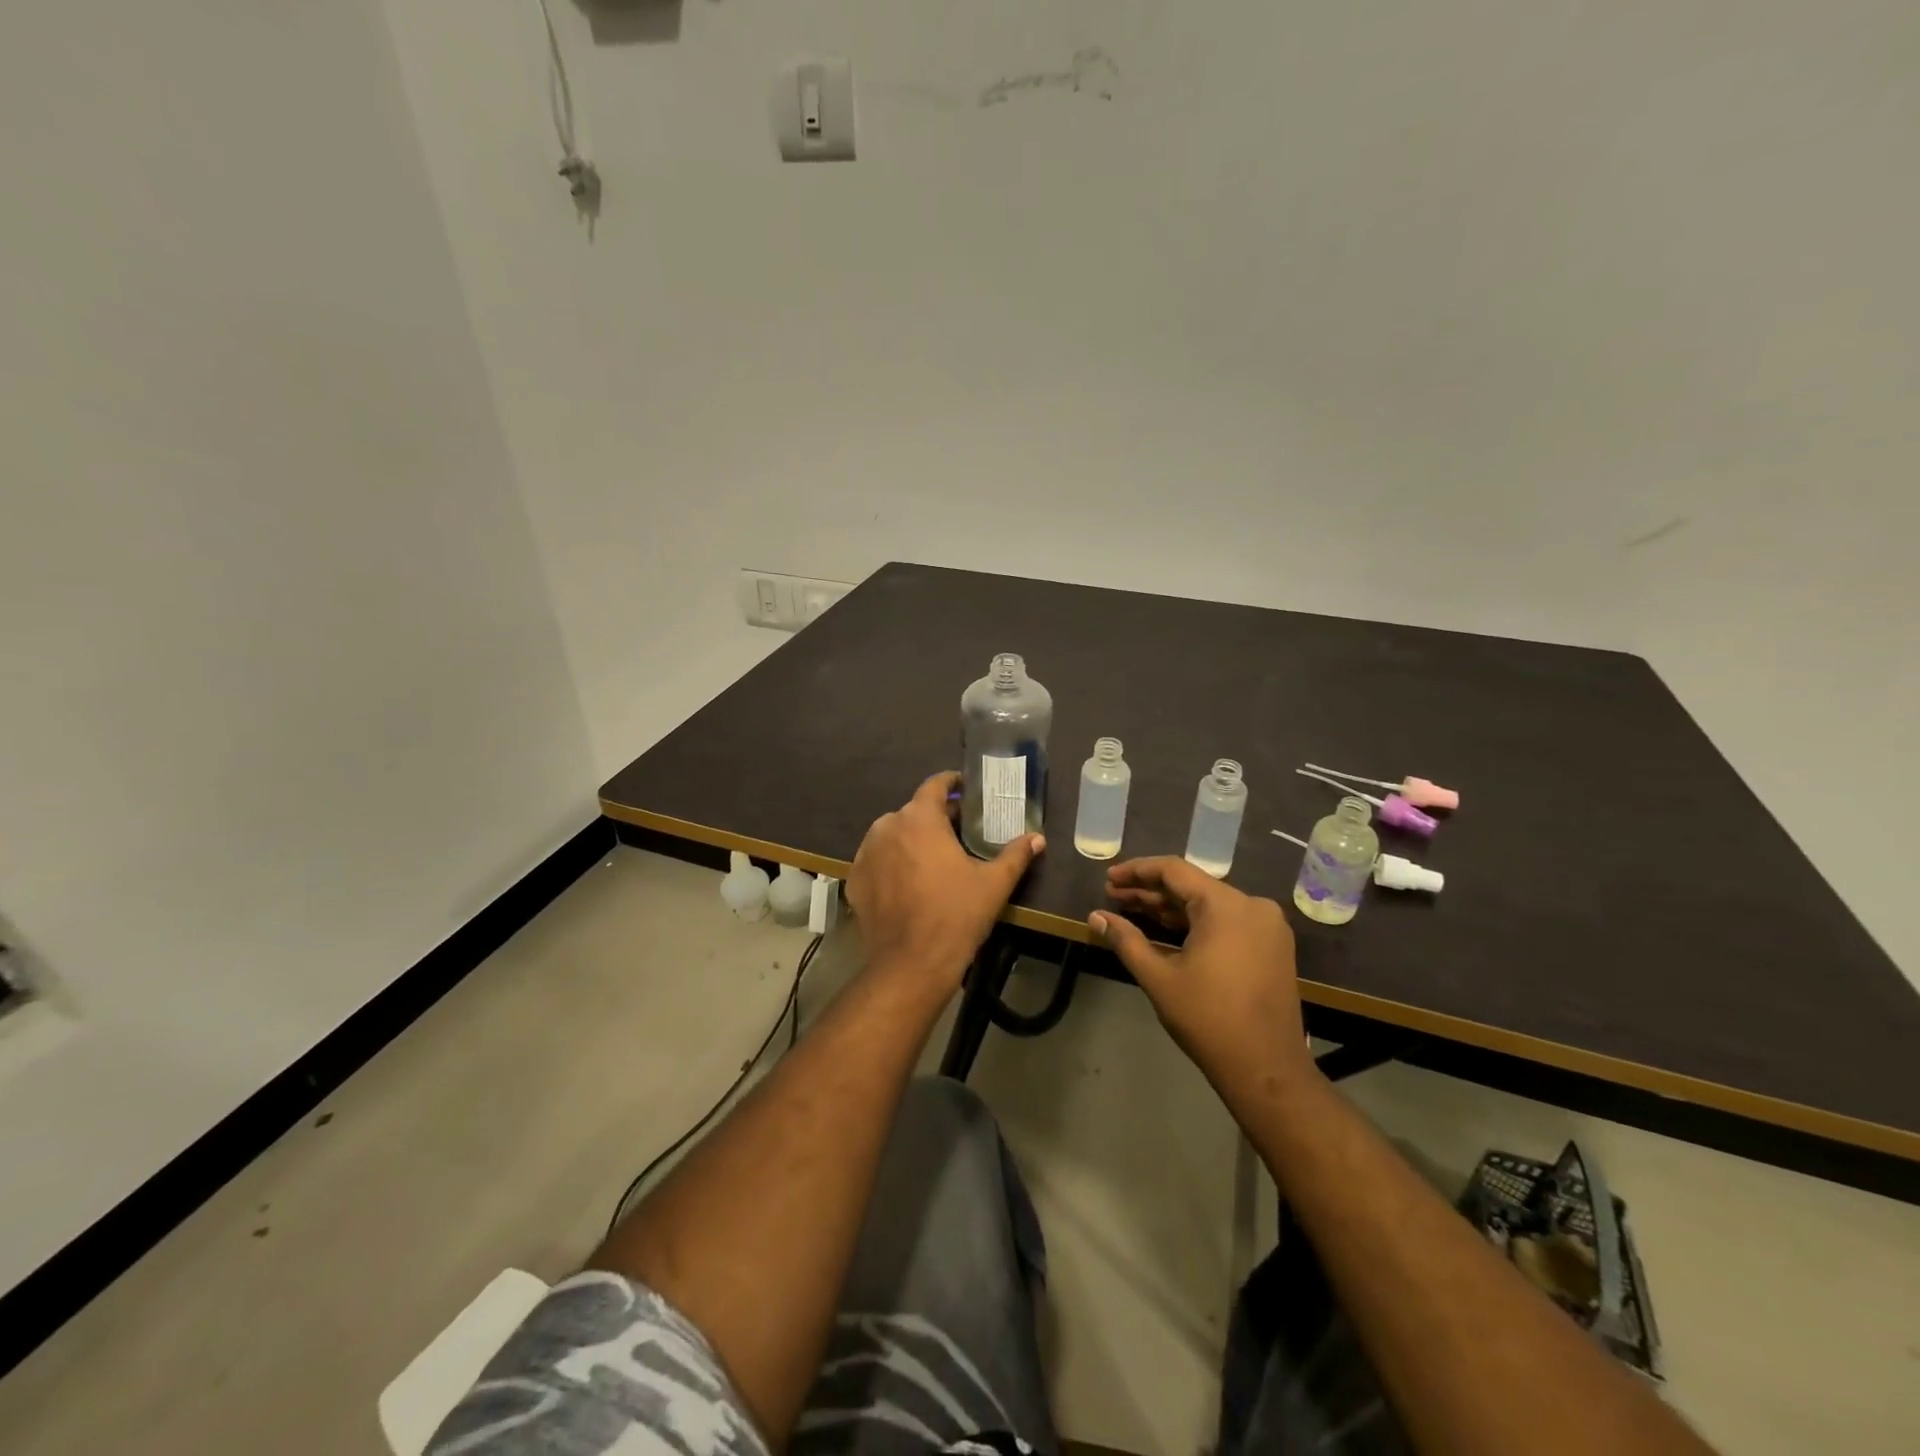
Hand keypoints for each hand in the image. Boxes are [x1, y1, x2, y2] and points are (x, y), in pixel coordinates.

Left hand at [847, 771, 1042, 995]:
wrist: (911, 963)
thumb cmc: (956, 915)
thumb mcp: (993, 884)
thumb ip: (1016, 855)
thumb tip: (1037, 838)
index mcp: (919, 818)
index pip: (934, 785)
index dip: (951, 783)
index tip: (965, 788)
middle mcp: (886, 826)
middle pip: (914, 811)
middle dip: (935, 818)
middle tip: (958, 833)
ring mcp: (865, 853)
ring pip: (892, 835)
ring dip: (911, 840)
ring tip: (932, 859)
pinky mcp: (854, 879)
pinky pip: (876, 861)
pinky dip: (891, 864)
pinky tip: (908, 883)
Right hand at [1089, 857, 1314, 1112]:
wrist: (1267, 1069)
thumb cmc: (1208, 1019)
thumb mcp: (1159, 978)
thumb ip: (1126, 940)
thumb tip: (1096, 917)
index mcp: (1226, 905)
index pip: (1174, 870)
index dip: (1137, 871)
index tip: (1109, 878)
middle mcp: (1252, 905)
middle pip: (1192, 886)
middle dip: (1150, 891)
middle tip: (1113, 896)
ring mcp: (1267, 926)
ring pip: (1209, 904)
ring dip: (1171, 907)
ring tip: (1132, 910)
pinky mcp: (1272, 946)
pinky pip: (1227, 920)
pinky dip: (1196, 922)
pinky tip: (1165, 928)